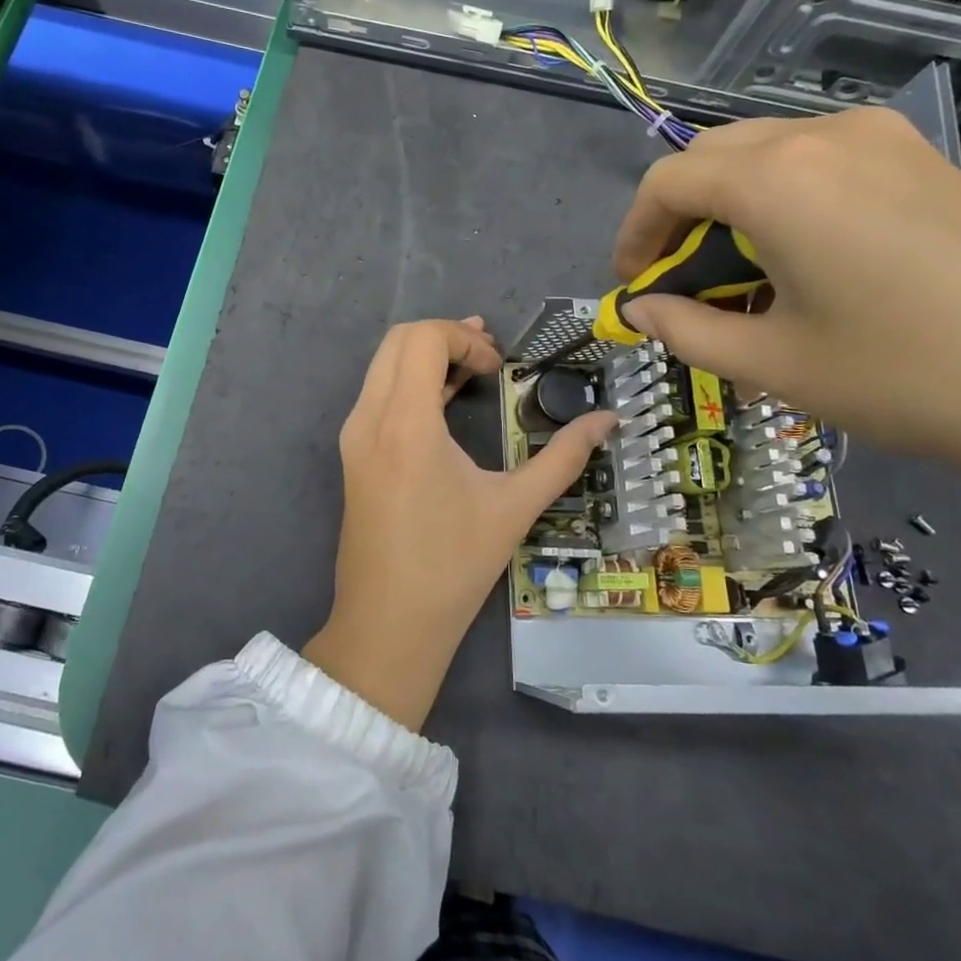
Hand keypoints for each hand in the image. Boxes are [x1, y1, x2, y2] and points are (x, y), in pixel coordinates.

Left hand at [303, 318, 615, 729]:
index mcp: (405, 423)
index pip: (422, 338)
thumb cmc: (452, 567)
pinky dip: (410, 381)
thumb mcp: (514, 507)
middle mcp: (368, 418)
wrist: (387, 624)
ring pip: (383, 364)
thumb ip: (563, 457)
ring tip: (475, 366)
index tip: (499, 368)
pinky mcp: (352, 453)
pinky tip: (446, 394)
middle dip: (447, 336)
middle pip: (398, 340)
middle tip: (490, 357)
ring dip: (427, 355)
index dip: (464, 338)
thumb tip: (608, 419)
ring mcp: (354, 435)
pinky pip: (377, 394)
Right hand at [612, 108, 960, 479]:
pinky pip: (820, 161)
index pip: (667, 182)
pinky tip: (805, 260)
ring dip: (730, 206)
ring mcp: (882, 139)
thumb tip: (641, 310)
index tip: (634, 286)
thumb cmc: (907, 375)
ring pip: (766, 153)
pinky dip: (783, 199)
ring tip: (743, 276)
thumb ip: (686, 329)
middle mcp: (821, 136)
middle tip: (681, 281)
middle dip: (678, 216)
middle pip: (712, 156)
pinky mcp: (923, 158)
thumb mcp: (773, 363)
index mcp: (774, 179)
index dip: (634, 234)